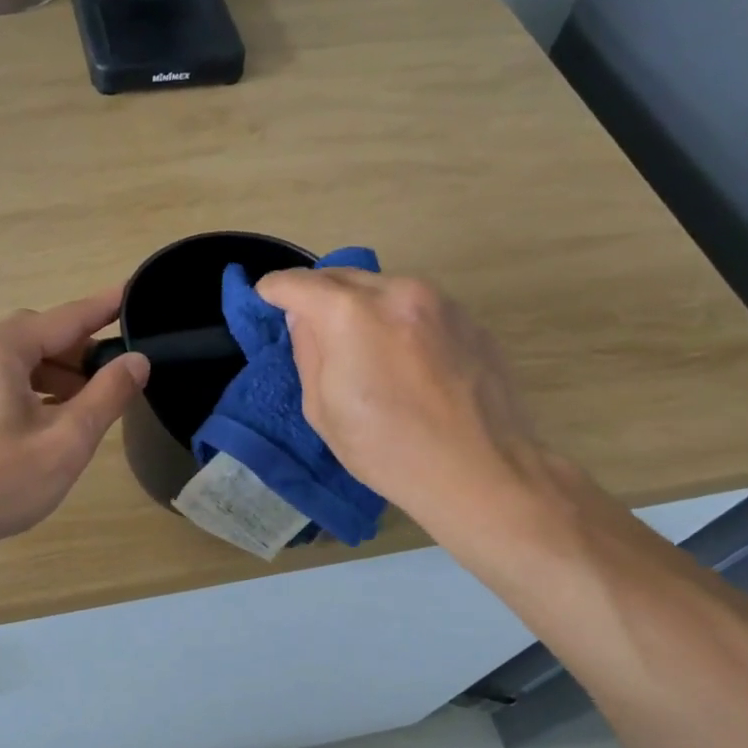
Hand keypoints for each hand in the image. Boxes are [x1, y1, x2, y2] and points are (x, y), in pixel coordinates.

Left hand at [0, 289, 150, 548]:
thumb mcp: (67, 440)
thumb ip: (108, 395)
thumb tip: (137, 360)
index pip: (65, 318)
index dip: (104, 308)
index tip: (132, 291)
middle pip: (39, 337)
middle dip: (80, 351)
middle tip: (117, 373)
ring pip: (18, 361)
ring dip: (57, 374)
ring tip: (87, 403)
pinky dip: (32, 389)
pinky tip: (48, 418)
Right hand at [256, 269, 562, 533]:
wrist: (482, 472)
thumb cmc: (388, 451)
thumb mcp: (323, 410)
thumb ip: (308, 352)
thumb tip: (304, 318)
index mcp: (350, 314)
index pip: (297, 283)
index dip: (274, 290)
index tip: (265, 298)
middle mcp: (396, 291)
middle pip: (341, 275)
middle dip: (316, 293)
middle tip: (306, 321)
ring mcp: (440, 301)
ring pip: (381, 287)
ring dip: (359, 304)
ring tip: (358, 343)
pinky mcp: (469, 318)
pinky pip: (417, 306)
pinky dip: (397, 319)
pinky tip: (403, 359)